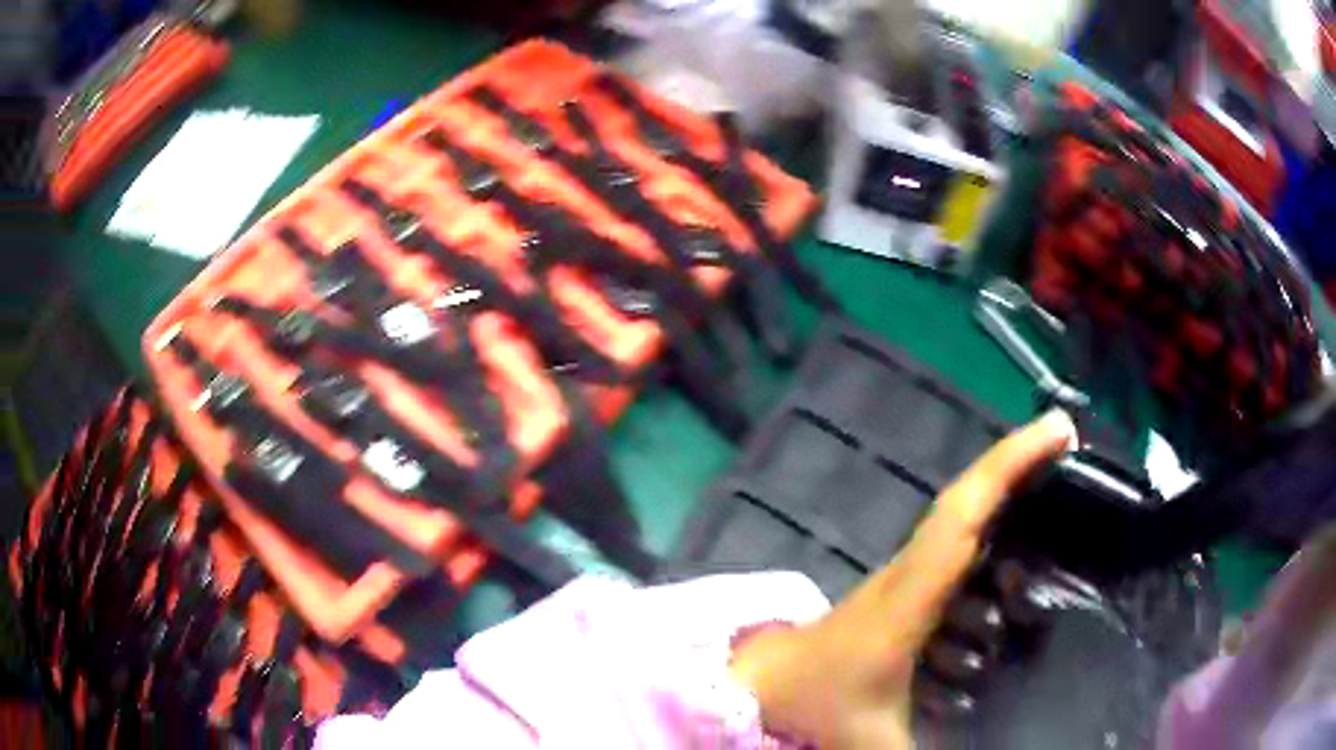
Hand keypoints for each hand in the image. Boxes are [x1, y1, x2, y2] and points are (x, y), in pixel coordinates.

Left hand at [730, 410, 1076, 748]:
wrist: (764, 688)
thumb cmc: (818, 707)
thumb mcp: (876, 740)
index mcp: (911, 596)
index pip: (964, 513)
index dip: (1011, 464)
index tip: (1057, 429)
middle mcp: (913, 572)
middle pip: (970, 501)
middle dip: (1022, 469)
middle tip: (1072, 453)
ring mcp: (907, 577)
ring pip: (966, 525)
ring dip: (1010, 502)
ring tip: (1059, 502)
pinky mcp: (905, 590)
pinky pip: (957, 553)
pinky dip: (991, 540)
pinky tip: (1018, 561)